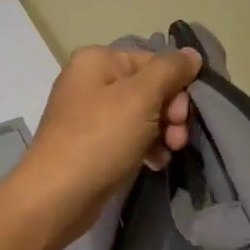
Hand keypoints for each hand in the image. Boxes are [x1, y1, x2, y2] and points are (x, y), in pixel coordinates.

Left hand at [12, 44, 201, 243]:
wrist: (58, 195)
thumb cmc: (100, 139)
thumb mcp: (141, 98)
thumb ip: (170, 71)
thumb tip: (192, 54)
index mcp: (97, 60)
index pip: (153, 61)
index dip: (176, 85)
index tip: (183, 115)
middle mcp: (90, 80)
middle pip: (149, 87)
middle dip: (171, 112)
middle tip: (177, 137)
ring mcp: (89, 113)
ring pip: (142, 114)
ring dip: (163, 132)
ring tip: (169, 152)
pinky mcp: (92, 143)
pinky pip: (129, 136)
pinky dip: (146, 147)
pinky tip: (155, 163)